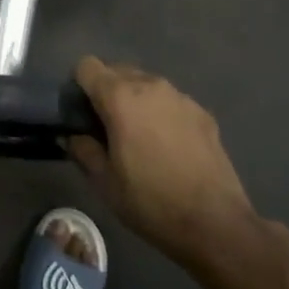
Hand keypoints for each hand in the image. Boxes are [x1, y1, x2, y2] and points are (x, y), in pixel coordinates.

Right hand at [70, 56, 256, 261]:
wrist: (214, 223)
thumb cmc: (150, 201)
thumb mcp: (103, 181)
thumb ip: (82, 149)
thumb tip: (73, 136)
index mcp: (120, 97)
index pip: (87, 66)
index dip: (78, 86)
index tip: (80, 113)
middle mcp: (151, 86)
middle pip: (118, 70)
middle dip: (106, 91)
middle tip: (106, 127)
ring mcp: (181, 97)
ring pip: (146, 84)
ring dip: (135, 101)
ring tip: (138, 137)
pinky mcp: (203, 113)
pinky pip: (170, 101)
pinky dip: (161, 113)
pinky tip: (168, 147)